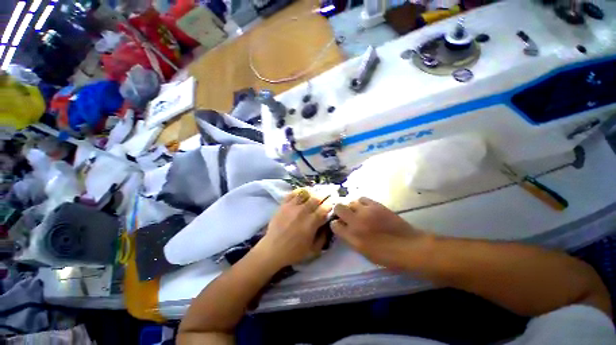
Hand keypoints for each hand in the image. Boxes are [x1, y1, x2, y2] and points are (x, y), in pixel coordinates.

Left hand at [254, 189, 330, 268]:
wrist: (273, 249)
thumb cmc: (294, 252)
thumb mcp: (314, 250)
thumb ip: (324, 237)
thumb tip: (328, 224)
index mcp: (312, 222)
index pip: (325, 207)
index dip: (331, 202)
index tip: (334, 201)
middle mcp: (303, 211)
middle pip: (317, 197)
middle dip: (325, 194)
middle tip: (329, 193)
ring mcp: (292, 206)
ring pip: (306, 193)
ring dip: (314, 191)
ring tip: (317, 192)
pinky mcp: (283, 204)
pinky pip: (293, 193)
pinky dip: (300, 191)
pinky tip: (304, 192)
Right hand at [332, 197, 429, 269]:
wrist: (410, 247)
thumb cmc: (387, 256)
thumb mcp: (364, 253)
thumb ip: (350, 239)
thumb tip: (344, 229)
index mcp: (352, 238)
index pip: (334, 225)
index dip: (335, 224)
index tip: (340, 225)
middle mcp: (356, 222)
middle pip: (338, 208)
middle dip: (339, 211)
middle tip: (345, 215)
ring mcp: (366, 212)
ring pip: (350, 202)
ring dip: (351, 207)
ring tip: (357, 211)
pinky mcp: (376, 205)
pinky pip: (362, 198)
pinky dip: (361, 202)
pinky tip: (365, 207)